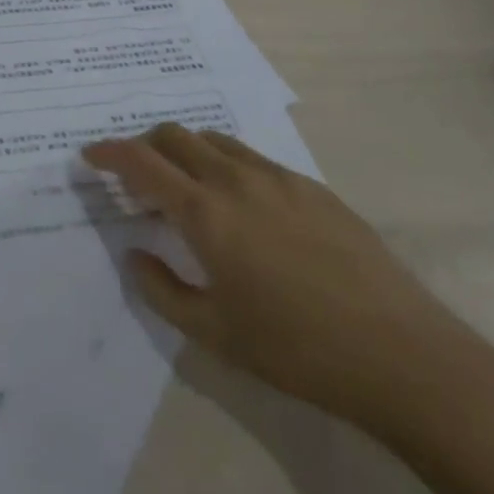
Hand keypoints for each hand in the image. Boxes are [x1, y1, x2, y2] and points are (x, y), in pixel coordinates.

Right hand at [83, 123, 486, 432]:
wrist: (404, 357)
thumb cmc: (297, 350)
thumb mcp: (215, 334)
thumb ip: (162, 290)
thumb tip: (135, 254)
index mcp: (206, 213)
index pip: (141, 162)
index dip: (108, 153)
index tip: (89, 156)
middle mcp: (236, 180)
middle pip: (175, 136)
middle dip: (145, 146)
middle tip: (137, 180)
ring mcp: (278, 178)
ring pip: (215, 140)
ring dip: (187, 151)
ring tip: (188, 189)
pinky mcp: (313, 187)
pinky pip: (253, 158)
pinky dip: (226, 164)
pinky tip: (243, 206)